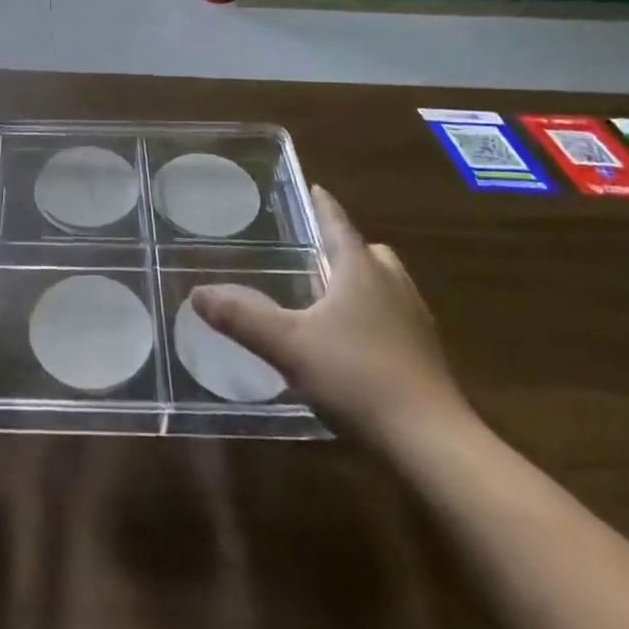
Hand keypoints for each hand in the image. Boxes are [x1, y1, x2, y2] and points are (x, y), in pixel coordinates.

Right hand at [191, 186, 469, 444]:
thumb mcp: (289, 345)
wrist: (430, 440)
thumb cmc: (356, 376)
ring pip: (387, 283)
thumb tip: (197, 293)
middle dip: (345, 247)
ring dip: (364, 281)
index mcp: (360, 270)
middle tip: (318, 251)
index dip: (324, 206)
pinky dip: (376, 314)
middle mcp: (392, 284)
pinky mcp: (426, 354)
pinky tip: (356, 341)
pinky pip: (397, 316)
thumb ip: (242, 318)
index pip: (339, 224)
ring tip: (334, 295)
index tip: (315, 188)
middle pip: (369, 252)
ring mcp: (414, 319)